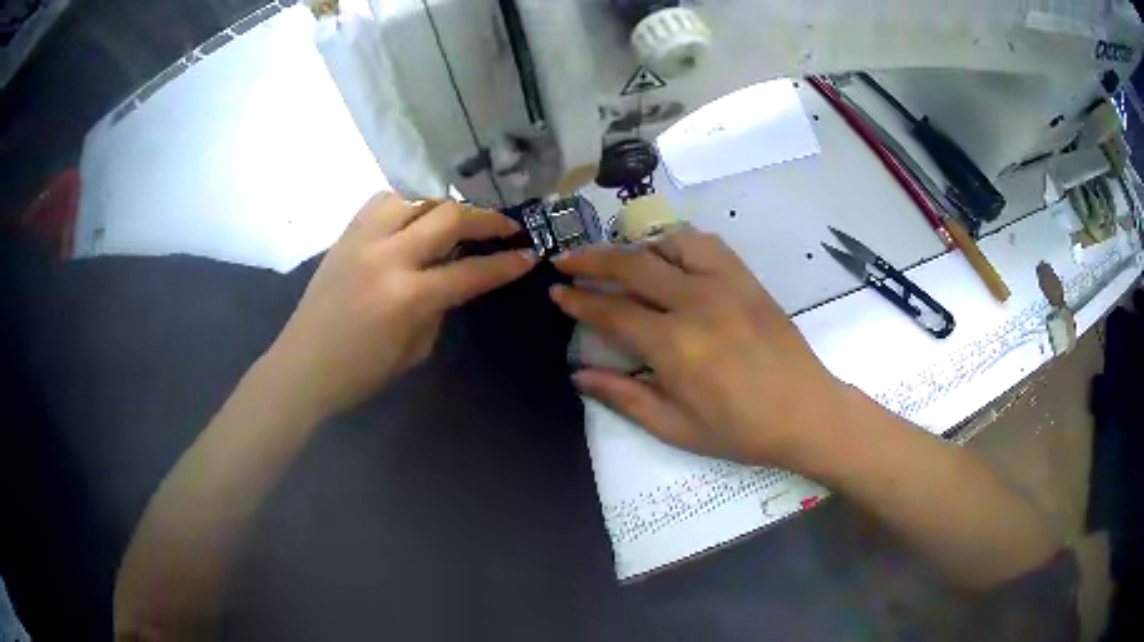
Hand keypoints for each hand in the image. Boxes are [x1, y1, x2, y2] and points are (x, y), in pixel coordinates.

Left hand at [267, 193, 535, 418]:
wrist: (302, 366)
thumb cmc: (359, 372)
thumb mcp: (414, 350)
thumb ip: (439, 309)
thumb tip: (453, 279)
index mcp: (407, 297)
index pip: (470, 272)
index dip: (506, 264)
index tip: (530, 256)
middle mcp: (387, 257)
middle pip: (448, 217)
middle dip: (487, 220)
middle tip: (507, 228)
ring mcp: (362, 239)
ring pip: (416, 198)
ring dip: (445, 206)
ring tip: (458, 221)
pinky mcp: (345, 234)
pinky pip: (383, 201)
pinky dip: (408, 204)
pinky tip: (414, 218)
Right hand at [551, 228, 848, 469]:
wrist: (805, 412)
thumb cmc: (740, 430)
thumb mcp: (676, 427)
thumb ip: (624, 397)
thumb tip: (579, 374)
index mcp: (675, 346)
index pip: (612, 312)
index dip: (578, 301)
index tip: (556, 292)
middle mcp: (696, 303)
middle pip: (632, 267)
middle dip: (591, 261)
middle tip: (566, 260)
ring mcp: (725, 284)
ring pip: (667, 244)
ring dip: (634, 246)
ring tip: (615, 257)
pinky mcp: (746, 278)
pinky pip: (705, 244)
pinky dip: (677, 241)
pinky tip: (667, 254)